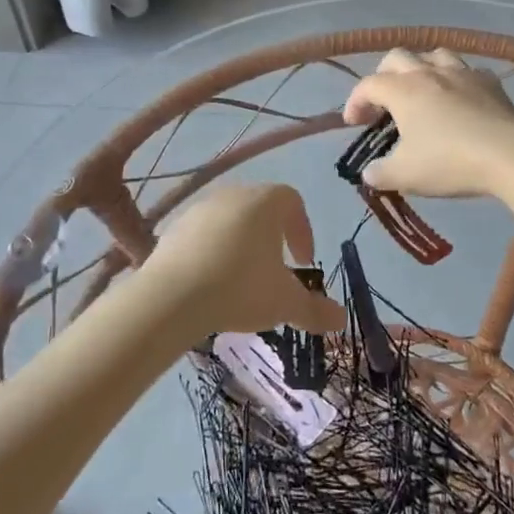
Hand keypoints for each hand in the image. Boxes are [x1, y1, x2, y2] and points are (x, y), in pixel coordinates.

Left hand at [148, 184, 347, 338]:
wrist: (172, 296)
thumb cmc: (241, 288)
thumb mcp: (285, 303)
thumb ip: (315, 310)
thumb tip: (341, 319)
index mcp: (266, 201)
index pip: (293, 202)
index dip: (303, 231)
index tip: (303, 263)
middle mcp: (234, 194)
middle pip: (261, 208)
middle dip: (272, 238)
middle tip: (276, 271)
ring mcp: (200, 208)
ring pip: (230, 221)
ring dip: (241, 245)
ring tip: (241, 281)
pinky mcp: (174, 228)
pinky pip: (202, 235)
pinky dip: (212, 253)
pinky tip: (211, 283)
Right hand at [342, 48, 513, 197]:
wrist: (509, 154)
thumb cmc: (449, 161)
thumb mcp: (406, 175)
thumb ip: (380, 173)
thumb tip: (369, 172)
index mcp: (402, 90)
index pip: (367, 85)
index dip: (355, 101)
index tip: (354, 123)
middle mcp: (428, 72)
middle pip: (397, 58)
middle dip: (383, 76)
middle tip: (383, 102)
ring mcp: (462, 73)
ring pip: (433, 55)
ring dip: (420, 69)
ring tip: (421, 91)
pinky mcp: (490, 81)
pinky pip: (466, 70)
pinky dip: (456, 80)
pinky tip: (459, 98)